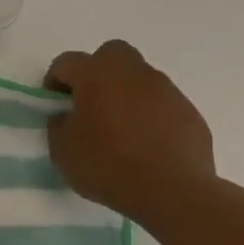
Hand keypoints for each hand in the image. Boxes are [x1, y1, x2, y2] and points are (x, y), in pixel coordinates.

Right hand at [44, 40, 215, 219]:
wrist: (171, 190)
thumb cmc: (106, 165)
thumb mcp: (62, 150)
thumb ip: (59, 125)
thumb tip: (67, 117)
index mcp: (97, 76)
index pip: (67, 62)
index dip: (55, 80)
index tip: (54, 105)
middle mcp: (133, 73)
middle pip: (111, 54)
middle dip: (96, 72)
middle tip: (89, 103)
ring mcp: (166, 90)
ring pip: (139, 78)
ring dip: (125, 94)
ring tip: (118, 130)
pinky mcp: (189, 112)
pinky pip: (161, 103)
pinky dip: (149, 115)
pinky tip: (144, 144)